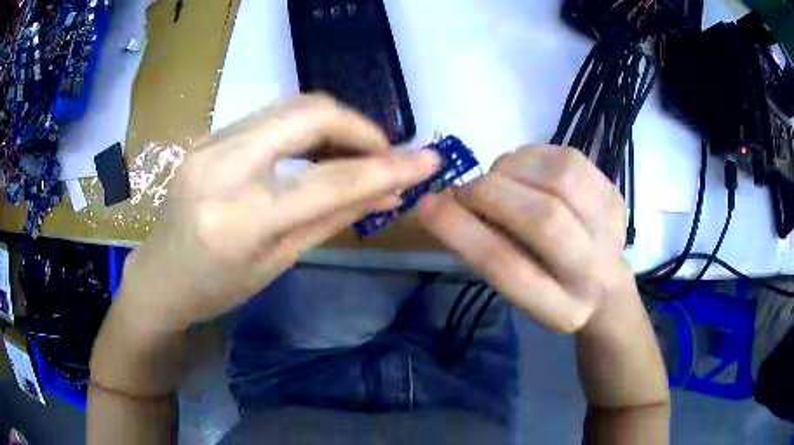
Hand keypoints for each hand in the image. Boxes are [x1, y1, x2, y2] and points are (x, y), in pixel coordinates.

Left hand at [119, 96, 439, 331]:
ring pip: (289, 107)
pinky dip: (304, 129)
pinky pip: (269, 118)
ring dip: (334, 125)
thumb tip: (387, 192)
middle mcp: (219, 165)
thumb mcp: (278, 263)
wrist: (159, 279)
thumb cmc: (216, 290)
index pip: (328, 181)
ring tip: (355, 153)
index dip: (386, 169)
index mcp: (238, 218)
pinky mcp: (206, 135)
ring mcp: (207, 142)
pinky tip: (316, 151)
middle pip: (308, 113)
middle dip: (359, 126)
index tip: (427, 161)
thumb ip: (332, 217)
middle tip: (383, 152)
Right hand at [418, 145, 632, 334]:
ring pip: (561, 179)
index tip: (426, 206)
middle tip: (467, 192)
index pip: (508, 268)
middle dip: (490, 194)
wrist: (605, 288)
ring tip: (499, 180)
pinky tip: (525, 171)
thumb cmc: (550, 292)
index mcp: (561, 309)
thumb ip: (486, 252)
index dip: (461, 232)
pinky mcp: (614, 194)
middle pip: (545, 219)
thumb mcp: (516, 291)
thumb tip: (446, 203)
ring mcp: (611, 227)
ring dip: (514, 170)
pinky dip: (533, 156)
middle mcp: (595, 270)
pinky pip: (569, 158)